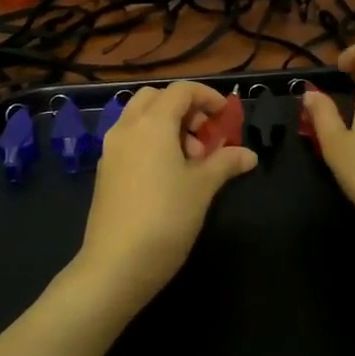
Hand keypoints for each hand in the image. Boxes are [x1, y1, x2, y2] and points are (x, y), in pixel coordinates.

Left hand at [69, 82, 257, 318]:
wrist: (115, 265)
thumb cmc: (166, 219)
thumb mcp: (202, 188)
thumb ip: (225, 163)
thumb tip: (249, 155)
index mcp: (152, 123)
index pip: (181, 90)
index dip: (207, 97)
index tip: (225, 116)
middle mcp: (127, 127)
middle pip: (156, 98)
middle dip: (184, 109)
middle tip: (205, 137)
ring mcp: (111, 149)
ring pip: (140, 118)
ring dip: (167, 126)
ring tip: (191, 162)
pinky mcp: (105, 171)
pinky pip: (130, 140)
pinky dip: (151, 142)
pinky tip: (168, 176)